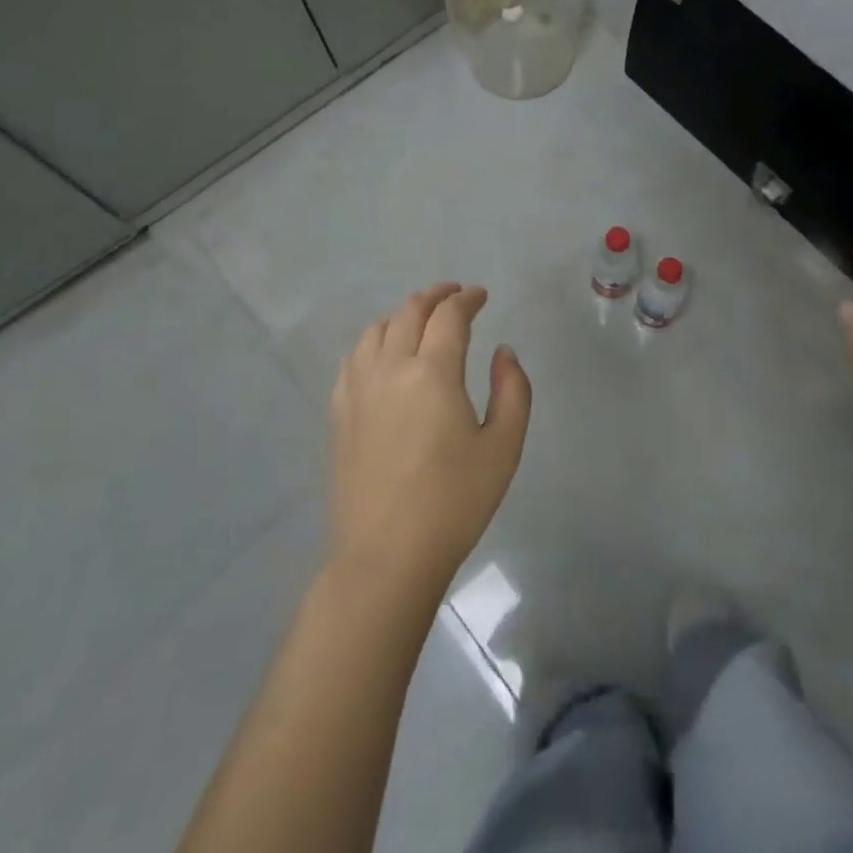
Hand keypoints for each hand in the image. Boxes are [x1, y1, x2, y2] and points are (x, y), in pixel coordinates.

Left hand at [326, 283, 531, 604]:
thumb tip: (503, 352)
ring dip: (403, 315)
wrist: (387, 556)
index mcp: (433, 372)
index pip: (449, 316)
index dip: (467, 299)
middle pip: (409, 312)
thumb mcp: (503, 447)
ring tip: (420, 320)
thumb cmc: (454, 502)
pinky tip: (383, 354)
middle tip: (455, 296)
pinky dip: (374, 341)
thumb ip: (512, 390)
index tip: (481, 296)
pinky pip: (354, 357)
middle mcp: (391, 368)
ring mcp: (359, 389)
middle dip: (436, 296)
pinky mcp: (340, 412)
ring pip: (377, 329)